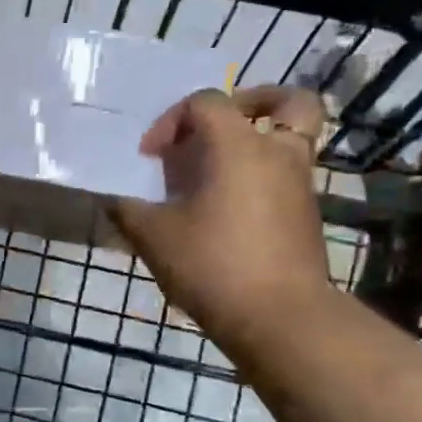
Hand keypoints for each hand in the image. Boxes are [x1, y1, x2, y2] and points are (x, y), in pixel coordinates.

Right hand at [111, 86, 331, 337]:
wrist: (280, 319)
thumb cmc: (213, 265)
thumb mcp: (154, 237)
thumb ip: (128, 210)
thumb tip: (114, 200)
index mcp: (238, 145)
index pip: (205, 102)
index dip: (170, 121)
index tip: (151, 158)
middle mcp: (277, 152)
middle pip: (284, 102)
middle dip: (249, 102)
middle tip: (218, 128)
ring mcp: (300, 183)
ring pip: (292, 136)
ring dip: (257, 140)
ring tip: (220, 168)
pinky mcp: (307, 214)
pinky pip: (288, 171)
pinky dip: (263, 173)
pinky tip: (229, 205)